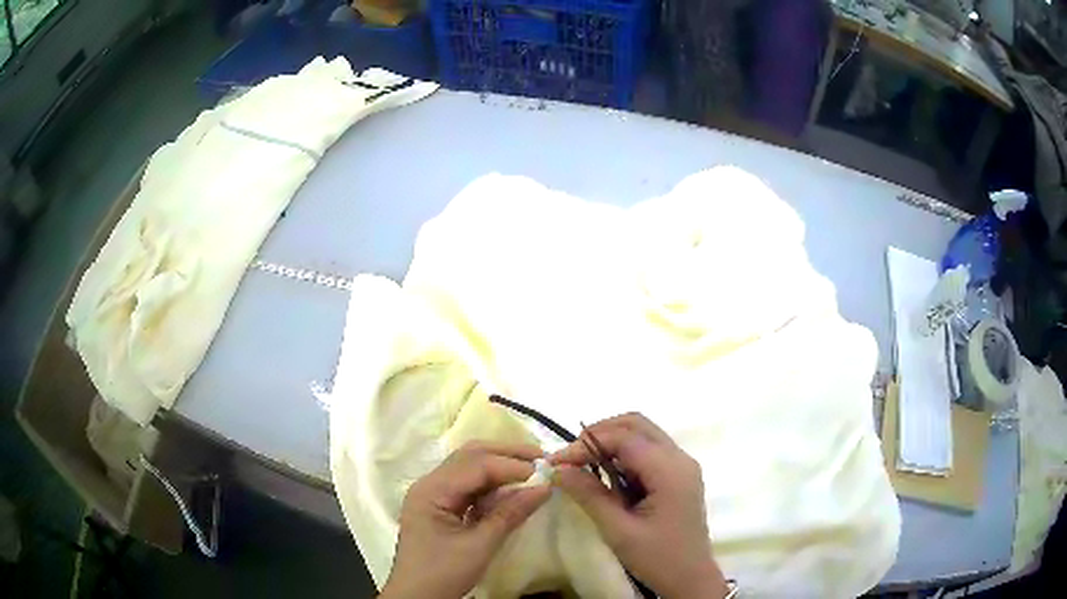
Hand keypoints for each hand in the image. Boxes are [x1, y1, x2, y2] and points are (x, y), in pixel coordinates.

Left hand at [379, 441, 550, 598]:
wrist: (417, 598)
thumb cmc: (443, 574)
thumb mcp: (479, 546)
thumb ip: (510, 514)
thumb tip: (544, 487)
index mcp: (431, 490)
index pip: (475, 465)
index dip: (512, 465)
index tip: (546, 470)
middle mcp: (429, 484)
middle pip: (470, 456)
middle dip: (507, 455)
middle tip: (542, 459)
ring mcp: (434, 495)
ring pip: (470, 468)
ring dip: (501, 467)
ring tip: (533, 471)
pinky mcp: (441, 507)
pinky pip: (469, 487)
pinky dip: (492, 486)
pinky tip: (513, 491)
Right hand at [550, 414, 728, 598]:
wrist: (691, 579)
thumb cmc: (657, 558)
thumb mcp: (618, 530)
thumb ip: (589, 495)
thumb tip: (558, 469)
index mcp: (669, 470)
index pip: (624, 438)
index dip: (587, 443)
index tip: (557, 461)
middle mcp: (680, 458)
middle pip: (637, 425)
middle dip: (600, 433)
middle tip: (571, 457)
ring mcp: (682, 466)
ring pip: (643, 434)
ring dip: (611, 442)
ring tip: (583, 464)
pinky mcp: (679, 476)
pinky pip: (649, 451)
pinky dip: (623, 454)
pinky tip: (606, 474)